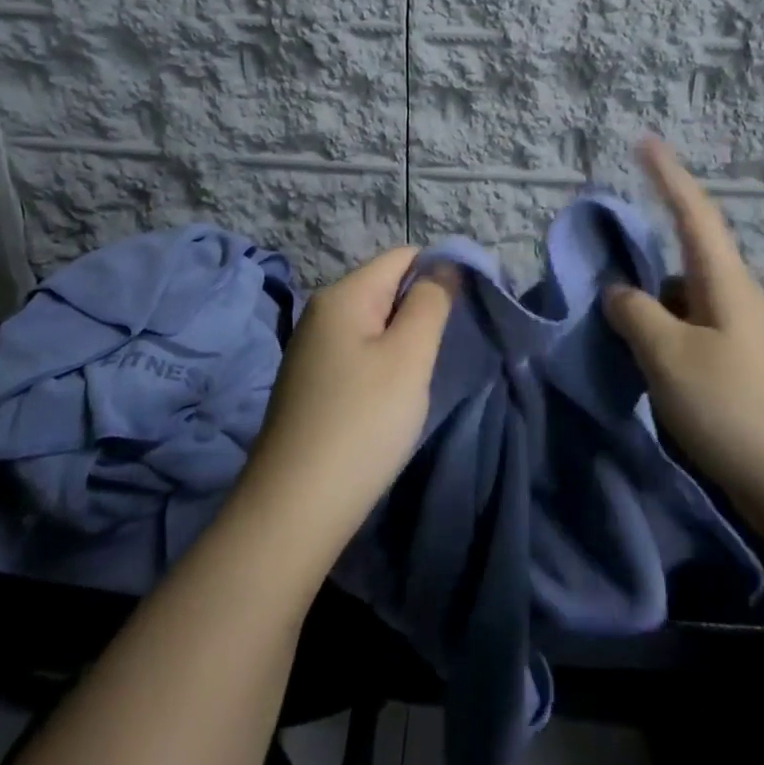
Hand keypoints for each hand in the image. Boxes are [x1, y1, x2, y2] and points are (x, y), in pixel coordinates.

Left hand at [240, 248, 455, 557]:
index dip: (439, 271)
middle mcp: (321, 312)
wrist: (295, 508)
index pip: (401, 257)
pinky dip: (381, 365)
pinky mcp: (310, 383)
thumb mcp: (408, 357)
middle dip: (421, 310)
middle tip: (449, 348)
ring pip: (372, 324)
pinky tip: (391, 399)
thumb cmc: (362, 422)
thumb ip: (430, 303)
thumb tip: (443, 266)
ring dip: (402, 341)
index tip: (468, 308)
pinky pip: (357, 354)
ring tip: (423, 376)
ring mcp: (311, 349)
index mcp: (342, 295)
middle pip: (385, 288)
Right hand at [604, 137, 763, 532]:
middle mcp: (738, 301)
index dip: (668, 175)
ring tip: (611, 320)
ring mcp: (744, 338)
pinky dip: (662, 333)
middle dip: (648, 249)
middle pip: (687, 258)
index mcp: (725, 284)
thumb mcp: (669, 358)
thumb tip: (619, 293)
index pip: (694, 214)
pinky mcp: (742, 372)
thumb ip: (635, 315)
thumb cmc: (736, 411)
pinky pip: (691, 333)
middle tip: (605, 252)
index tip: (646, 141)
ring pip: (685, 301)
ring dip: (650, 302)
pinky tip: (641, 360)